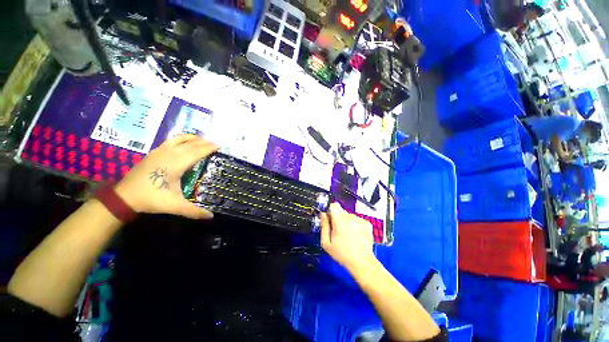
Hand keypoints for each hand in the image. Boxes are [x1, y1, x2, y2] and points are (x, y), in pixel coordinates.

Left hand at [114, 134, 218, 218]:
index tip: (219, 145)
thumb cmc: (152, 198)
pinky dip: (181, 139)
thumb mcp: (175, 206)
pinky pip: (170, 141)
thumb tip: (211, 216)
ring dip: (192, 138)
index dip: (208, 148)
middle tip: (215, 143)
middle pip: (190, 144)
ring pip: (179, 139)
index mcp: (176, 164)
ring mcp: (159, 151)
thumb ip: (194, 211)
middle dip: (204, 142)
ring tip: (202, 139)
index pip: (196, 152)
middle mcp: (169, 154)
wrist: (124, 196)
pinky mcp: (153, 152)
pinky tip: (184, 142)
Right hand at [320, 203, 375, 272]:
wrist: (362, 263)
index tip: (330, 220)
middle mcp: (351, 217)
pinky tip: (355, 235)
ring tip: (347, 235)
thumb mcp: (326, 243)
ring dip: (346, 221)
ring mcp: (360, 220)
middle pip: (341, 210)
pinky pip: (357, 219)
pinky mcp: (367, 223)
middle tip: (338, 230)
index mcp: (339, 221)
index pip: (334, 205)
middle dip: (338, 217)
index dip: (330, 211)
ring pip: (349, 215)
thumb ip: (323, 226)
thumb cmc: (342, 254)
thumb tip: (323, 214)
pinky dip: (355, 224)